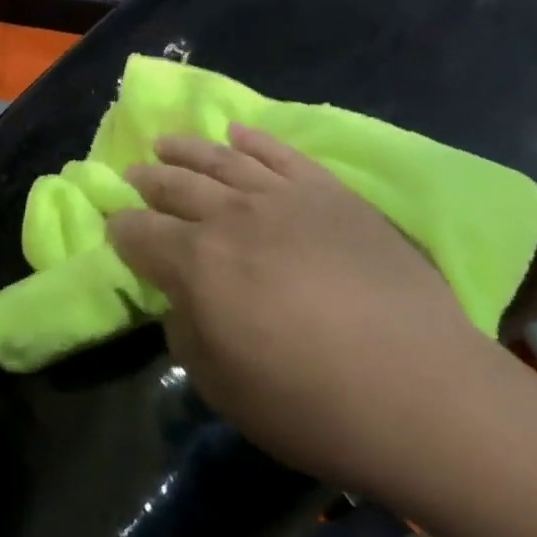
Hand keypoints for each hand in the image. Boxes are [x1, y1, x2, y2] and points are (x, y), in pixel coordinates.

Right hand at [107, 127, 508, 502]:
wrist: (421, 389)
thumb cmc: (311, 404)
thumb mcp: (222, 387)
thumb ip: (187, 334)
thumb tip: (181, 301)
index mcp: (195, 263)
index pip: (140, 233)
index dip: (122, 230)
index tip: (115, 228)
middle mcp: (230, 216)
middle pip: (175, 186)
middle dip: (148, 181)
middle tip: (134, 176)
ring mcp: (283, 197)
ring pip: (221, 159)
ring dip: (187, 149)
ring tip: (166, 142)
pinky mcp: (329, 193)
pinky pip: (281, 154)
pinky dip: (254, 139)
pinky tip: (237, 132)